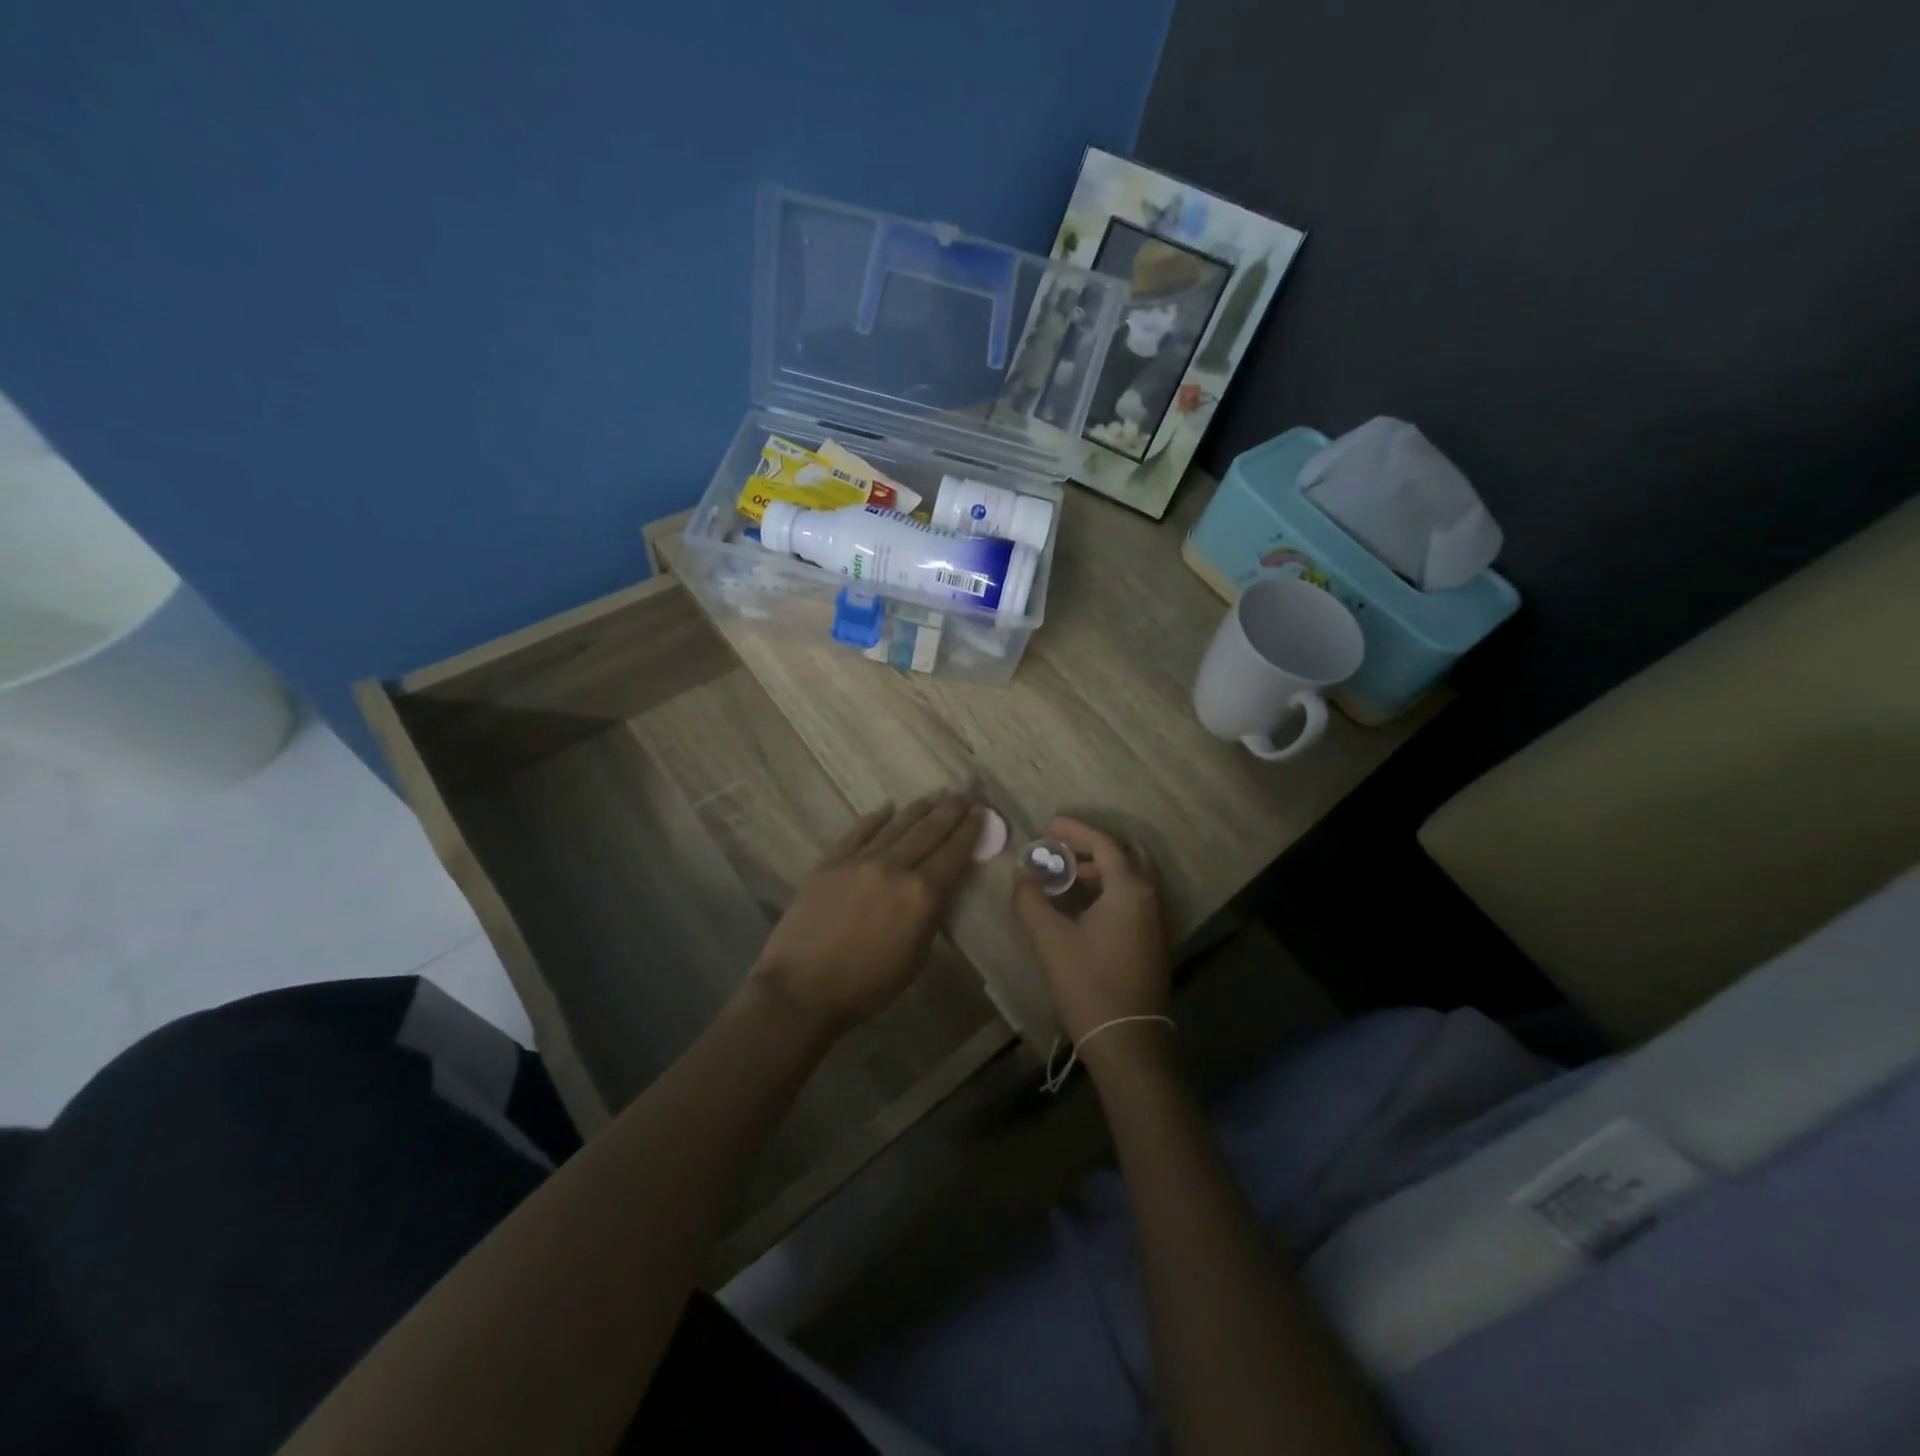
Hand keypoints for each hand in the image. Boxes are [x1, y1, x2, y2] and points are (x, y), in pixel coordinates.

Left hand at [749, 793, 982, 1034]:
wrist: (801, 988)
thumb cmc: (866, 985)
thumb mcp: (915, 959)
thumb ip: (930, 916)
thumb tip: (938, 887)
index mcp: (921, 895)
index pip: (953, 853)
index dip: (970, 830)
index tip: (981, 811)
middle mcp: (894, 868)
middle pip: (928, 831)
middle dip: (950, 810)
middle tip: (966, 793)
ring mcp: (859, 861)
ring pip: (896, 826)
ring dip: (919, 809)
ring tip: (935, 796)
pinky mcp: (830, 862)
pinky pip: (858, 832)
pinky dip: (875, 818)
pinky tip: (886, 808)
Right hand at [1012, 817, 1171, 1055]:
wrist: (1127, 1042)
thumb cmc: (1089, 985)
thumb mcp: (1051, 940)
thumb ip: (1031, 900)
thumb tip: (1023, 875)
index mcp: (1130, 891)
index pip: (1104, 844)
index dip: (1074, 830)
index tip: (1047, 826)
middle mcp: (1151, 898)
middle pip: (1127, 854)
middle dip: (1094, 845)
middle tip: (1062, 848)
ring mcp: (1157, 921)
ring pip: (1134, 876)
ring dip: (1105, 867)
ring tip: (1071, 874)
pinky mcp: (1155, 940)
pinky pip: (1136, 896)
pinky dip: (1113, 886)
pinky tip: (1087, 904)